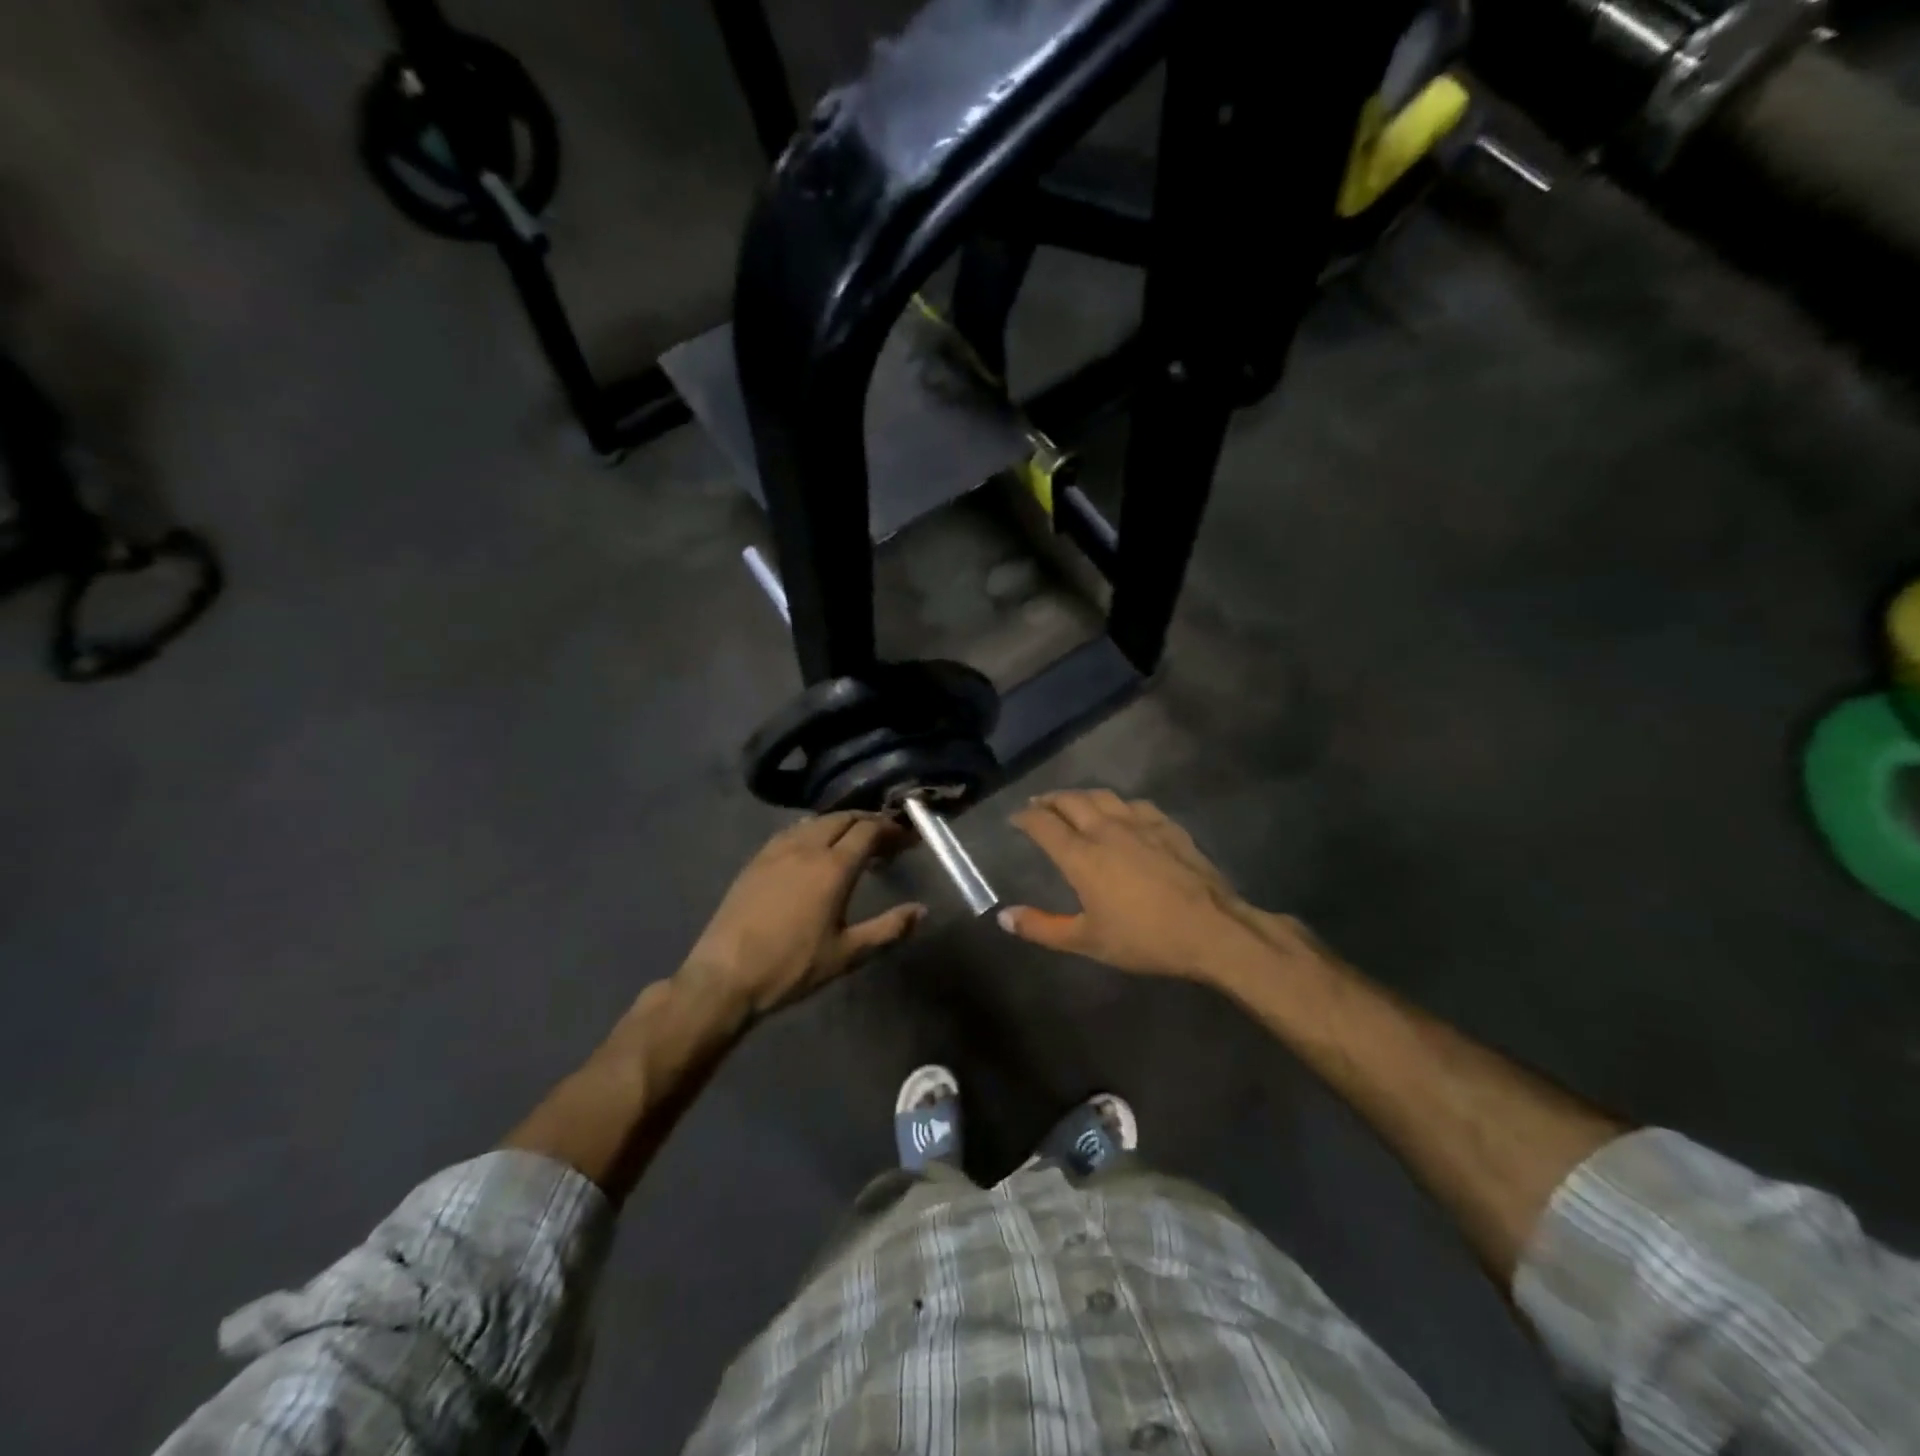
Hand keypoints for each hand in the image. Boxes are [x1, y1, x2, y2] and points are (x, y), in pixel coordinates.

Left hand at [681, 812, 926, 1020]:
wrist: (726, 976)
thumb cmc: (792, 967)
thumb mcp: (847, 954)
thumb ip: (888, 929)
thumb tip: (921, 910)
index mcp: (833, 867)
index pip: (869, 830)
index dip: (892, 829)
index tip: (908, 837)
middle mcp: (806, 847)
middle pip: (844, 818)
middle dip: (869, 822)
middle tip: (886, 839)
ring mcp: (777, 850)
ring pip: (816, 821)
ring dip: (841, 824)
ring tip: (854, 841)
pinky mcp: (757, 859)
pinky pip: (792, 831)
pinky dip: (813, 830)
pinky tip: (815, 847)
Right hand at [999, 790, 1270, 979]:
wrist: (1211, 929)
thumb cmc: (1144, 938)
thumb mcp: (1087, 941)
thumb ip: (1042, 927)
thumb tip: (1004, 917)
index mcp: (1081, 855)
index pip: (1043, 824)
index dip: (1025, 817)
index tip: (1014, 818)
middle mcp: (1106, 829)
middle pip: (1071, 801)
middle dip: (1049, 800)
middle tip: (1038, 806)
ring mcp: (1140, 823)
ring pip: (1103, 796)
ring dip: (1081, 797)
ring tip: (1074, 803)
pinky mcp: (1168, 826)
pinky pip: (1135, 804)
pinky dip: (1118, 805)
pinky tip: (1122, 813)